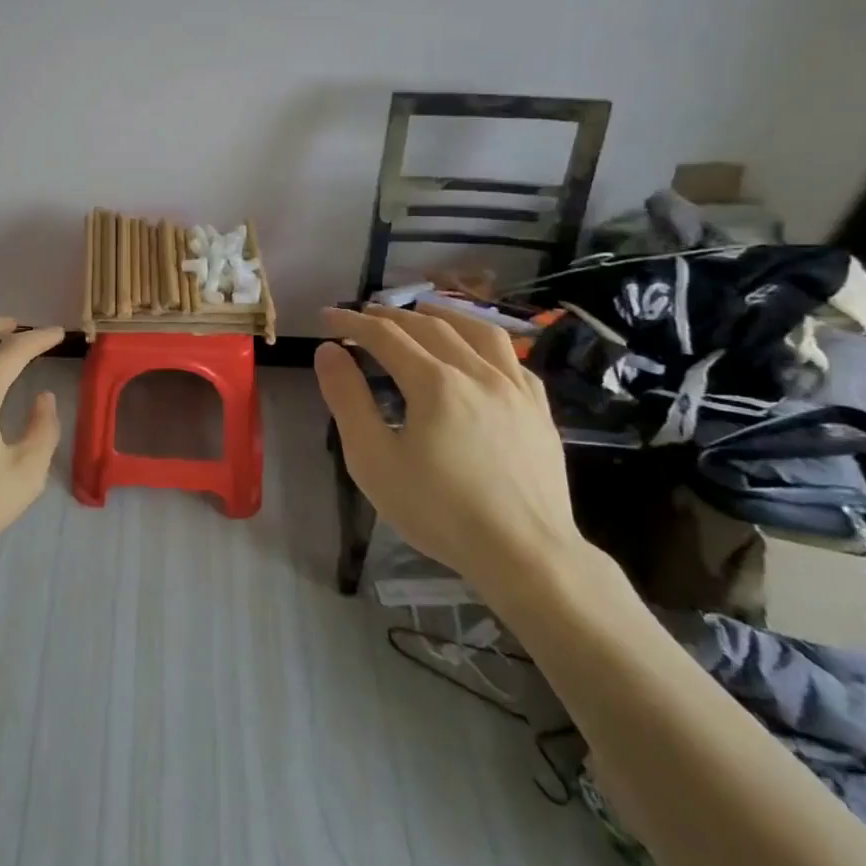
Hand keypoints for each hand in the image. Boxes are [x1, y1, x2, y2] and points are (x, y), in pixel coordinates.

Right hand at [315, 304, 585, 606]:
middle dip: (390, 316)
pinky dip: (485, 344)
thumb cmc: (439, 510)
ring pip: (479, 331)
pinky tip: (478, 354)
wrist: (525, 555)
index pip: (385, 336)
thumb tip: (328, 351)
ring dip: (443, 314)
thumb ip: (347, 400)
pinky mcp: (539, 411)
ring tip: (422, 311)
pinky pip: (513, 360)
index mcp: (434, 383)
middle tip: (362, 316)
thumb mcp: (373, 459)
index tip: (327, 317)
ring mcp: (515, 389)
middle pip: (429, 327)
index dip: (352, 323)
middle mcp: (477, 373)